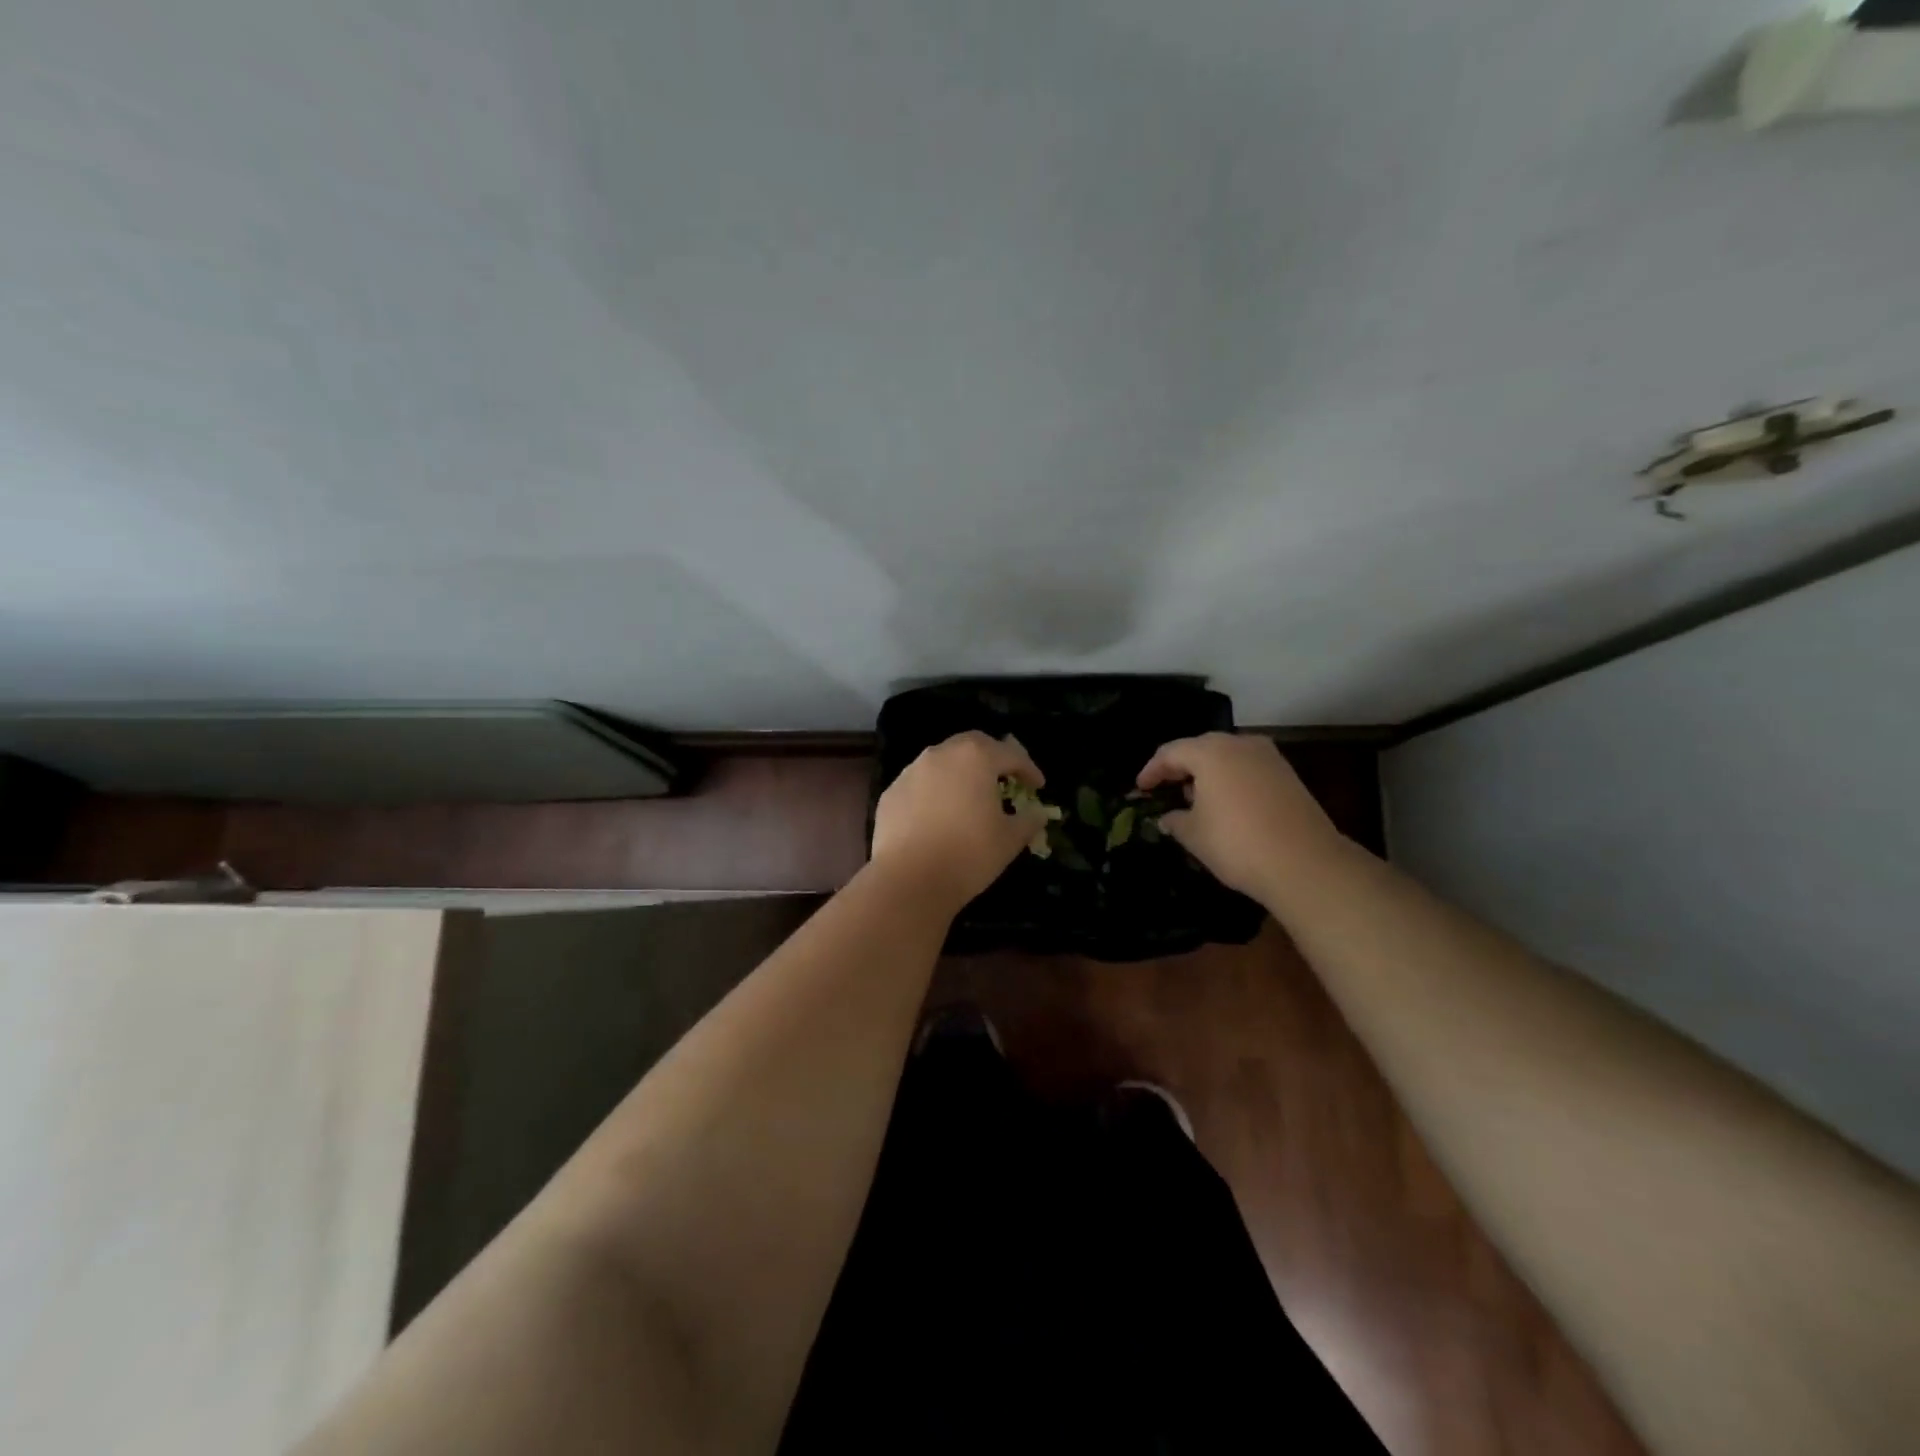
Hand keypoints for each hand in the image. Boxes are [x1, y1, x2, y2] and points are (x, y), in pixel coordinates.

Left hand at [870, 731, 1046, 914]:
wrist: (910, 879)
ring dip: (961, 772)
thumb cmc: (969, 854)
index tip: (1038, 786)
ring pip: (943, 761)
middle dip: (992, 757)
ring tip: (970, 795)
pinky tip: (939, 813)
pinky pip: (920, 783)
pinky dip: (935, 790)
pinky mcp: (891, 792)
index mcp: (976, 758)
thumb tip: (1038, 813)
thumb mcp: (1010, 839)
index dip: (1028, 769)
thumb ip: (1028, 820)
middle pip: (973, 745)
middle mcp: (942, 754)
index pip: (1010, 754)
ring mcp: (912, 771)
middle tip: (1004, 778)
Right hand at [1137, 733, 1340, 899]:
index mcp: (1210, 752)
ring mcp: (1268, 757)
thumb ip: (1174, 820)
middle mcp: (1239, 744)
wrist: (1305, 864)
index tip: (1140, 789)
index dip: (1151, 771)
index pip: (1170, 753)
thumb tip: (1168, 817)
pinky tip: (1226, 804)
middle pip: (1200, 748)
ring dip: (1207, 773)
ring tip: (1195, 798)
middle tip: (1165, 788)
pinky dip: (1231, 780)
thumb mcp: (1193, 834)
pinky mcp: (1287, 774)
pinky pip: (1247, 768)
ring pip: (1227, 756)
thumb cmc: (1237, 844)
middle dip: (1180, 767)